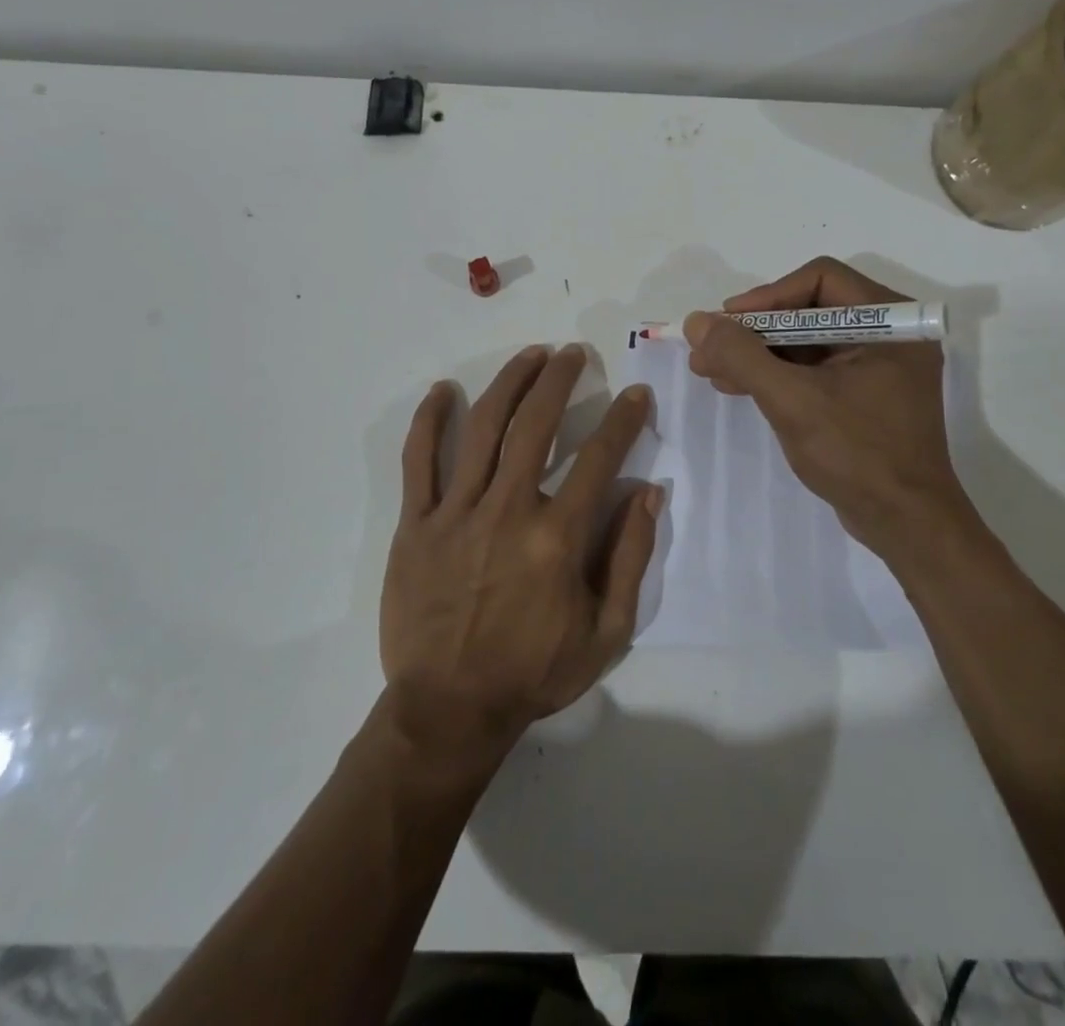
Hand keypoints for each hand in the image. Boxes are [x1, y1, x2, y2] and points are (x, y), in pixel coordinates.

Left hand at [380, 345, 660, 765]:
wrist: (449, 710)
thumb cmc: (533, 673)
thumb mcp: (607, 633)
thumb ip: (631, 557)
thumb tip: (649, 491)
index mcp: (557, 537)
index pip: (599, 459)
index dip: (623, 420)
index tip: (636, 393)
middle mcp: (507, 510)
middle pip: (536, 425)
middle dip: (560, 380)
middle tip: (574, 354)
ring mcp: (456, 513)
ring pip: (482, 428)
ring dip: (509, 383)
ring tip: (530, 355)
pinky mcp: (415, 524)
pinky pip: (418, 462)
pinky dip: (428, 421)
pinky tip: (441, 391)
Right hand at [683, 257, 974, 563]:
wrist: (906, 525)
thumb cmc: (857, 454)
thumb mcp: (792, 400)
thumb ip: (742, 356)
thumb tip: (697, 321)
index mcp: (891, 322)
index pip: (820, 279)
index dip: (768, 295)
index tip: (728, 322)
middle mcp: (889, 334)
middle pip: (808, 309)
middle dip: (754, 330)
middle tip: (709, 347)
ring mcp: (877, 366)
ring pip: (805, 341)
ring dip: (757, 353)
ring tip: (709, 369)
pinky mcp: (863, 394)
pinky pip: (812, 369)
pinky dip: (775, 374)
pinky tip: (737, 385)